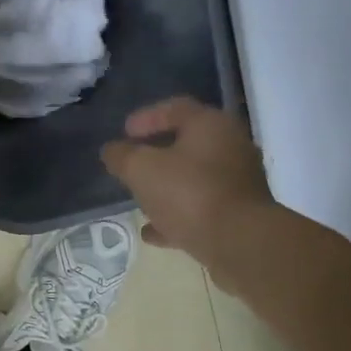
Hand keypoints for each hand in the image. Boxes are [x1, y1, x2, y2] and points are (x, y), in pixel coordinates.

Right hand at [101, 98, 274, 274]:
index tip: (124, 132)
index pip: (176, 108)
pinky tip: (153, 232)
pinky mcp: (238, 215)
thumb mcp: (142, 170)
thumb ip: (122, 156)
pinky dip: (177, 216)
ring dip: (166, 188)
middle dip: (156, 155)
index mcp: (211, 125)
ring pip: (194, 179)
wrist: (239, 242)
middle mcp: (230, 147)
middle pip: (188, 144)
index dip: (146, 117)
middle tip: (132, 165)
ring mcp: (237, 183)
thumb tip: (112, 150)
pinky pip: (201, 209)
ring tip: (139, 200)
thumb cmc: (189, 194)